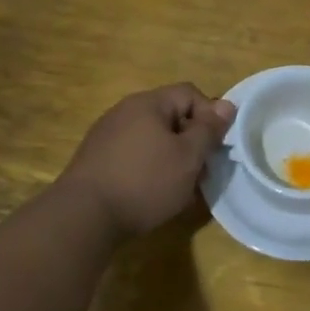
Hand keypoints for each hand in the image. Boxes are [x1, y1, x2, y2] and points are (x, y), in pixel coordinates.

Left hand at [59, 84, 236, 239]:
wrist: (83, 217)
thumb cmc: (144, 181)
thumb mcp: (188, 157)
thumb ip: (209, 130)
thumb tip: (227, 105)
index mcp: (148, 103)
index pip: (190, 93)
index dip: (210, 116)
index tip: (215, 146)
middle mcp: (125, 111)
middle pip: (170, 116)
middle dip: (190, 141)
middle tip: (200, 171)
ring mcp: (106, 135)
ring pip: (152, 138)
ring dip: (171, 157)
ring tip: (178, 187)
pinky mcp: (95, 160)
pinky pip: (133, 155)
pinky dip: (149, 169)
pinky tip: (151, 194)